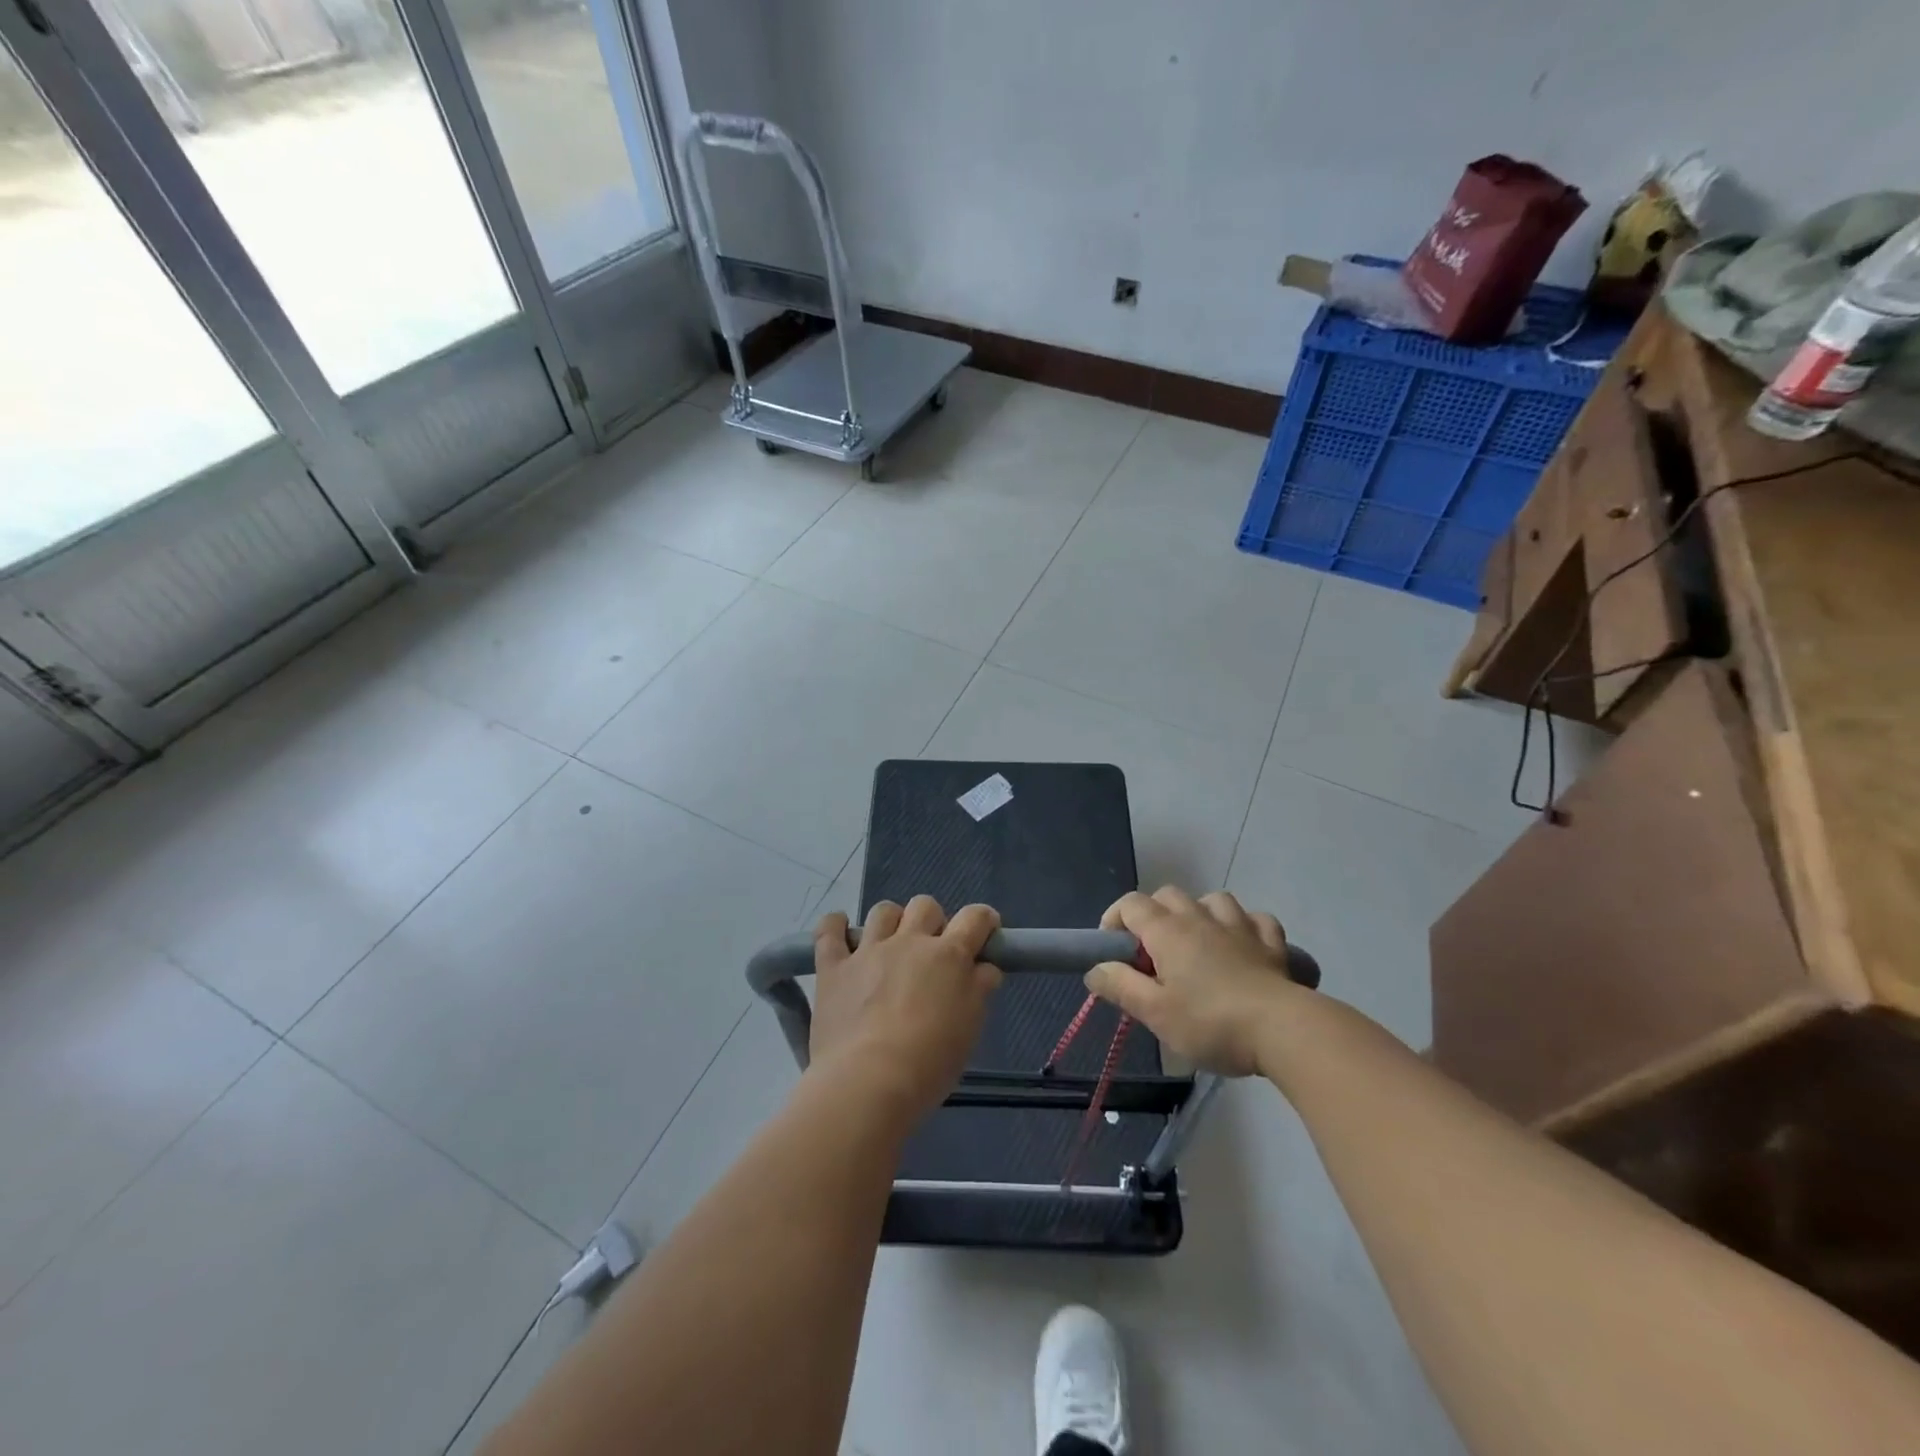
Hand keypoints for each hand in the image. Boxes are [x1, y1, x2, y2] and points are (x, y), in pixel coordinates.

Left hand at [809, 896, 1002, 1118]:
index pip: (974, 918)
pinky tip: (839, 931)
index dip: (983, 920)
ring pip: (882, 911)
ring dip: (890, 922)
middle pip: (925, 906)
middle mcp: (909, 942)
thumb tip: (984, 968)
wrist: (869, 1082)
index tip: (984, 932)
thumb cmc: (930, 1062)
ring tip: (888, 945)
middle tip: (931, 953)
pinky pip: (829, 931)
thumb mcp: (970, 1029)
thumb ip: (979, 990)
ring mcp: (868, 951)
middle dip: (932, 921)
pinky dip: (834, 926)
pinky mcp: (833, 967)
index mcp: (949, 956)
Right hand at [1086, 887, 1302, 1076]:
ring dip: (1199, 914)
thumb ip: (1120, 986)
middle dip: (1153, 915)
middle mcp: (1200, 918)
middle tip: (1153, 955)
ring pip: (1213, 900)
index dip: (1114, 920)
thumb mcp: (1155, 1014)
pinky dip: (1245, 926)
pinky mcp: (1272, 943)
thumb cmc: (1210, 1022)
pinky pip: (1256, 919)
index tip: (1112, 951)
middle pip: (1168, 895)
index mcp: (1167, 931)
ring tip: (1198, 944)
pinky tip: (1243, 945)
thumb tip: (1095, 970)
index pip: (1130, 904)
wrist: (1283, 1030)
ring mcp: (1239, 926)